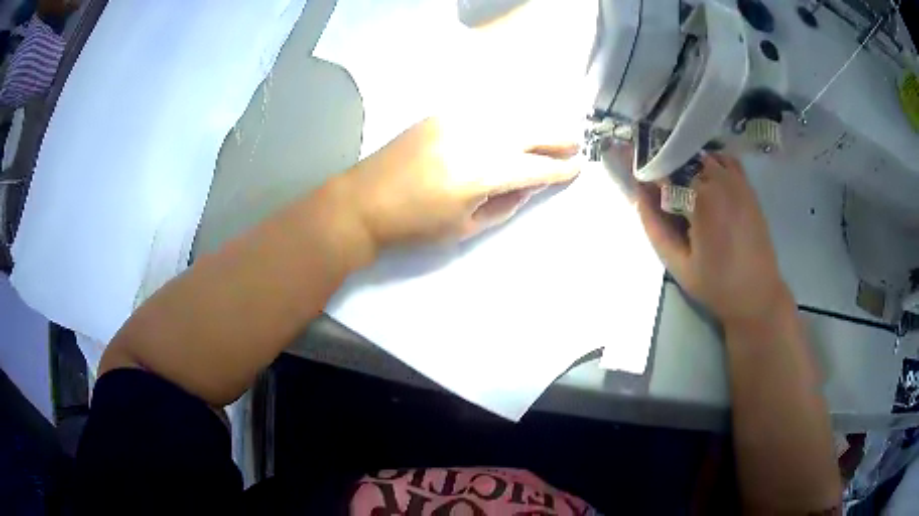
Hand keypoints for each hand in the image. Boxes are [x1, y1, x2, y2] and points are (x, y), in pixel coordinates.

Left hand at [338, 116, 580, 251]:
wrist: (363, 202)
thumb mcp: (464, 227)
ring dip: (535, 124)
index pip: (534, 168)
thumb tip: (528, 186)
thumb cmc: (414, 227)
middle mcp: (474, 139)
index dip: (559, 169)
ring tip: (552, 133)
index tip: (578, 168)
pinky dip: (506, 118)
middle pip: (529, 131)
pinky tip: (514, 125)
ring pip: (509, 116)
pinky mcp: (440, 115)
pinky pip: (484, 112)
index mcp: (481, 174)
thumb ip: (504, 205)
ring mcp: (456, 121)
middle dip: (557, 137)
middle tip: (575, 143)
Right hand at [637, 153, 792, 325]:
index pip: (665, 168)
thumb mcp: (678, 264)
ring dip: (688, 163)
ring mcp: (738, 182)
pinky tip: (705, 181)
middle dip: (667, 166)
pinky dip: (711, 162)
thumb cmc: (717, 285)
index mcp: (702, 199)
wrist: (757, 295)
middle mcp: (721, 181)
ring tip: (680, 184)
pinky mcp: (748, 188)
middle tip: (656, 184)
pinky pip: (726, 160)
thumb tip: (638, 193)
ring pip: (704, 156)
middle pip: (684, 158)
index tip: (633, 172)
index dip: (647, 169)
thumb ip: (655, 226)